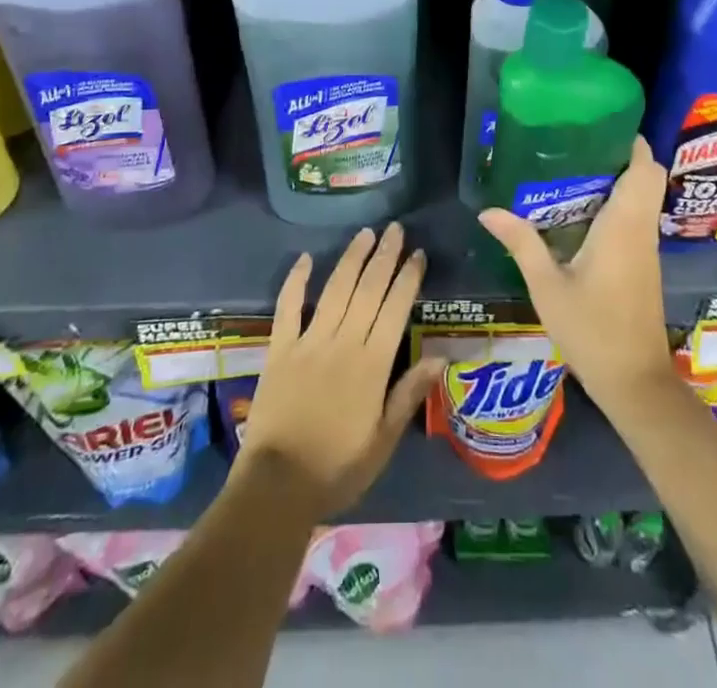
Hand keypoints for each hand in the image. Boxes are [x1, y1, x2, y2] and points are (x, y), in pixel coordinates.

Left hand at [238, 223, 437, 519]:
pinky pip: (288, 307)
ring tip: (365, 233)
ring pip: (335, 290)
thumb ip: (408, 395)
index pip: (395, 309)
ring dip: (351, 259)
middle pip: (368, 290)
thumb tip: (439, 357)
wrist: (277, 486)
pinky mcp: (280, 348)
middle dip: (384, 256)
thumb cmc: (338, 468)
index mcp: (372, 365)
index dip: (408, 278)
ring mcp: (308, 342)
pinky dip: (296, 281)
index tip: (418, 254)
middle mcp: (343, 343)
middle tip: (396, 229)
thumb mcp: (383, 441)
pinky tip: (305, 258)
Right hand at [478, 137, 676, 414]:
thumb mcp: (547, 286)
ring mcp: (646, 249)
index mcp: (624, 226)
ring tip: (573, 168)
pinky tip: (581, 211)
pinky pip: (636, 218)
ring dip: (619, 179)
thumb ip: (521, 243)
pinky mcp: (643, 265)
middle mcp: (641, 230)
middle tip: (579, 144)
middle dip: (622, 155)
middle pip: (648, 177)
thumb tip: (488, 211)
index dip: (632, 142)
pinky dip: (618, 204)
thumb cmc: (592, 330)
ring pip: (643, 198)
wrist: (634, 383)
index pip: (646, 169)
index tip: (601, 124)